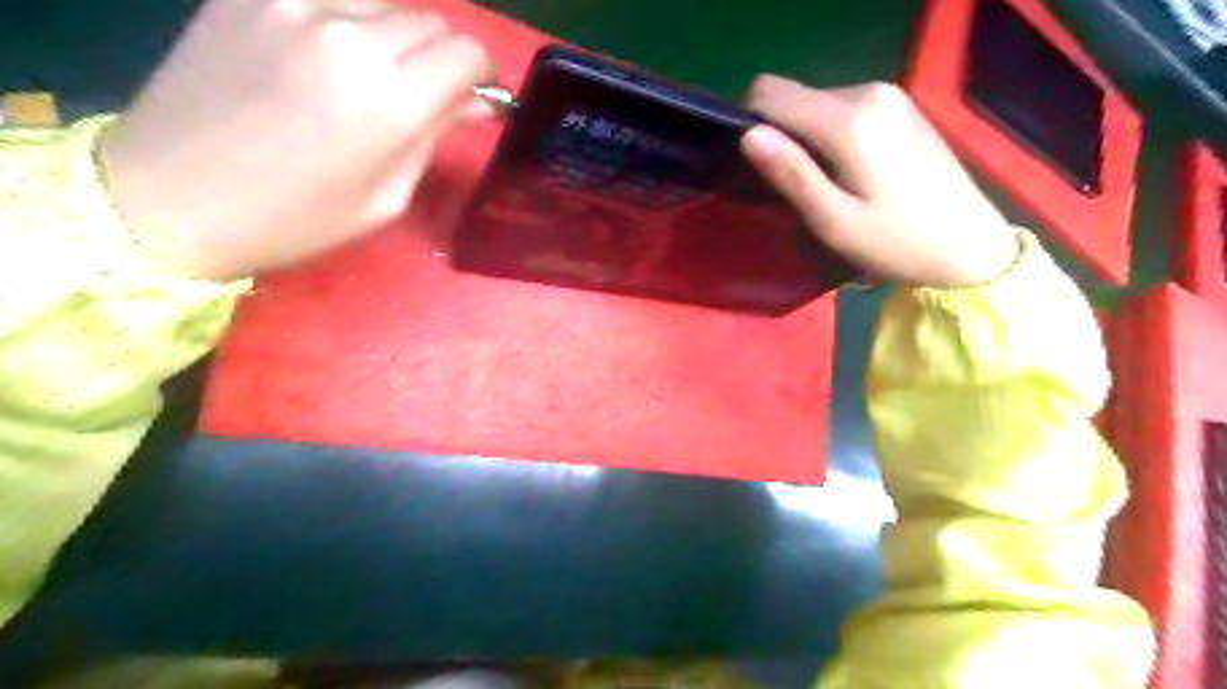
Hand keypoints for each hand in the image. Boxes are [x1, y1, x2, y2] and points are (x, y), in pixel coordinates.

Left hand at [98, 0, 490, 282]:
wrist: (169, 198)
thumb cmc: (295, 219)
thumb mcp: (385, 198)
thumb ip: (434, 137)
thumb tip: (475, 103)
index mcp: (389, 98)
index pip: (466, 52)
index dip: (480, 75)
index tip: (473, 97)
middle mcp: (348, 34)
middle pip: (431, 22)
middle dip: (442, 58)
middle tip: (425, 96)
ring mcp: (293, 3)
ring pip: (383, 4)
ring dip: (395, 38)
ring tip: (369, 79)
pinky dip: (346, 23)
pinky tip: (326, 59)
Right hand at [744, 76, 1023, 288]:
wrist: (969, 245)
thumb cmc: (895, 243)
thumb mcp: (834, 221)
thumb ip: (791, 173)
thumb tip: (748, 134)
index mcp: (849, 119)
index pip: (770, 94)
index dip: (751, 125)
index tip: (758, 169)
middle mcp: (868, 92)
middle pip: (793, 97)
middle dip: (780, 135)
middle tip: (796, 187)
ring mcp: (888, 95)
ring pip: (816, 103)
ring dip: (805, 138)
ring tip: (823, 183)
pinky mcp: (899, 105)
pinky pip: (841, 108)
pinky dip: (829, 134)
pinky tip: (848, 170)